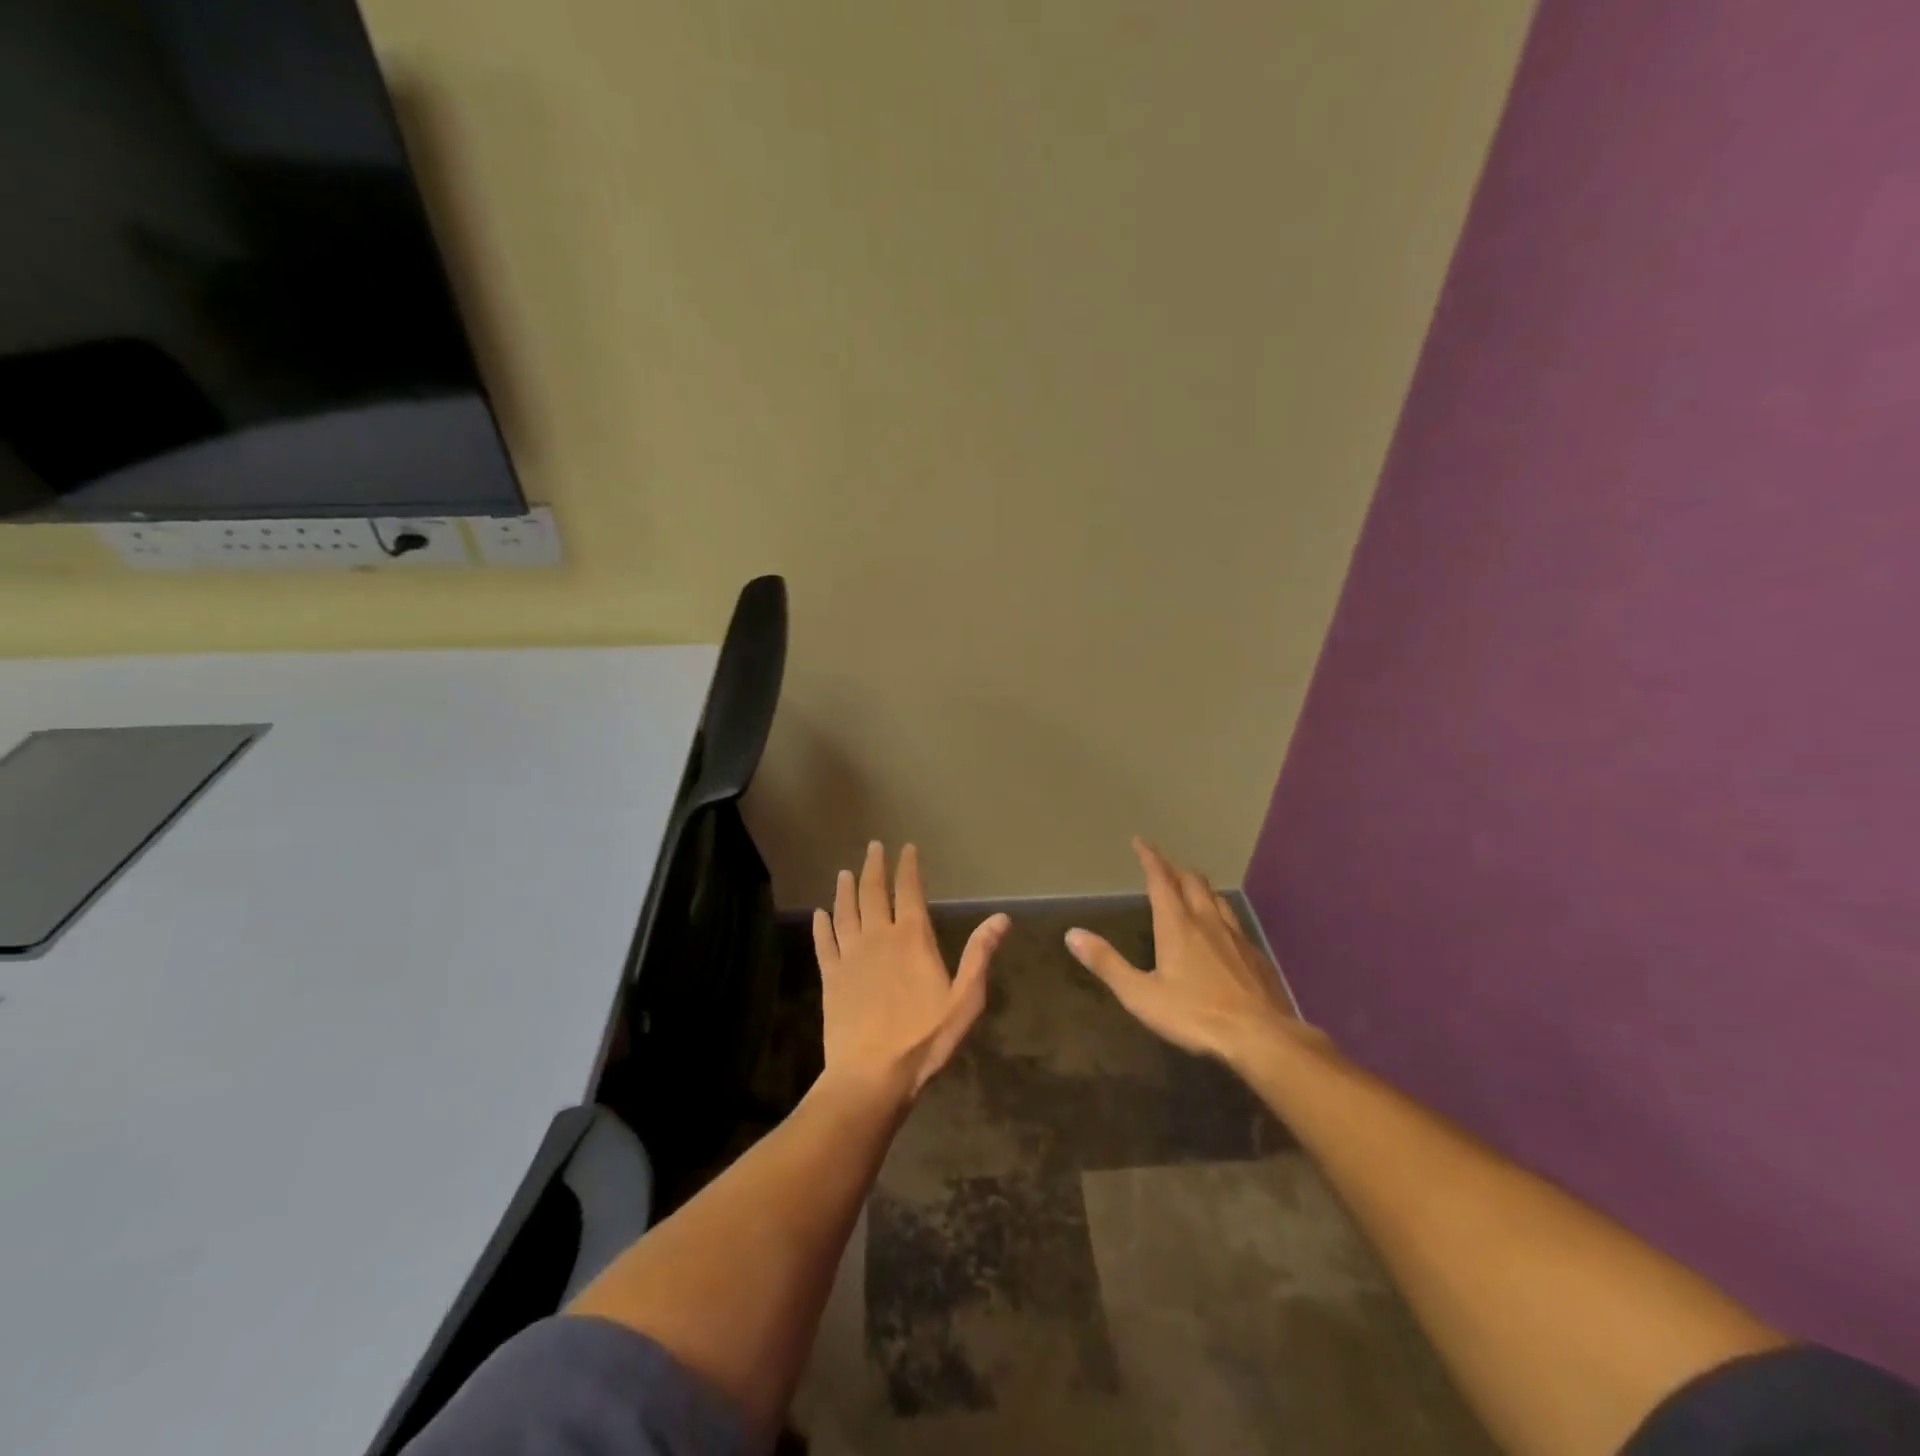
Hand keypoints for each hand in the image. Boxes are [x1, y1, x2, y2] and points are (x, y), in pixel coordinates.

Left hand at [813, 842, 1009, 1102]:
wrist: (871, 1075)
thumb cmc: (924, 1039)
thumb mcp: (965, 1000)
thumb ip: (980, 955)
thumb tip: (1001, 917)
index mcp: (912, 938)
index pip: (909, 891)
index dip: (908, 867)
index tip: (906, 848)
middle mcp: (878, 937)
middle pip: (874, 892)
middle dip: (874, 867)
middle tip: (873, 846)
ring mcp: (850, 956)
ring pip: (846, 912)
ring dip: (846, 889)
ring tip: (845, 873)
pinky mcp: (831, 977)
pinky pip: (824, 942)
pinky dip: (822, 925)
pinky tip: (819, 914)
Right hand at [1067, 838, 1321, 1065]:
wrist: (1261, 1037)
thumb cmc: (1195, 1015)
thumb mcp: (1141, 994)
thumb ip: (1107, 963)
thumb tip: (1072, 934)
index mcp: (1177, 925)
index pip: (1160, 880)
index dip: (1150, 859)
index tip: (1140, 841)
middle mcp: (1207, 921)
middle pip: (1192, 882)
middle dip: (1174, 869)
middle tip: (1163, 866)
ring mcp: (1236, 937)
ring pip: (1216, 898)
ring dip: (1200, 887)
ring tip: (1191, 888)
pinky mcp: (1255, 956)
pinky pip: (1234, 922)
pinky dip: (1220, 913)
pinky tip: (1221, 931)